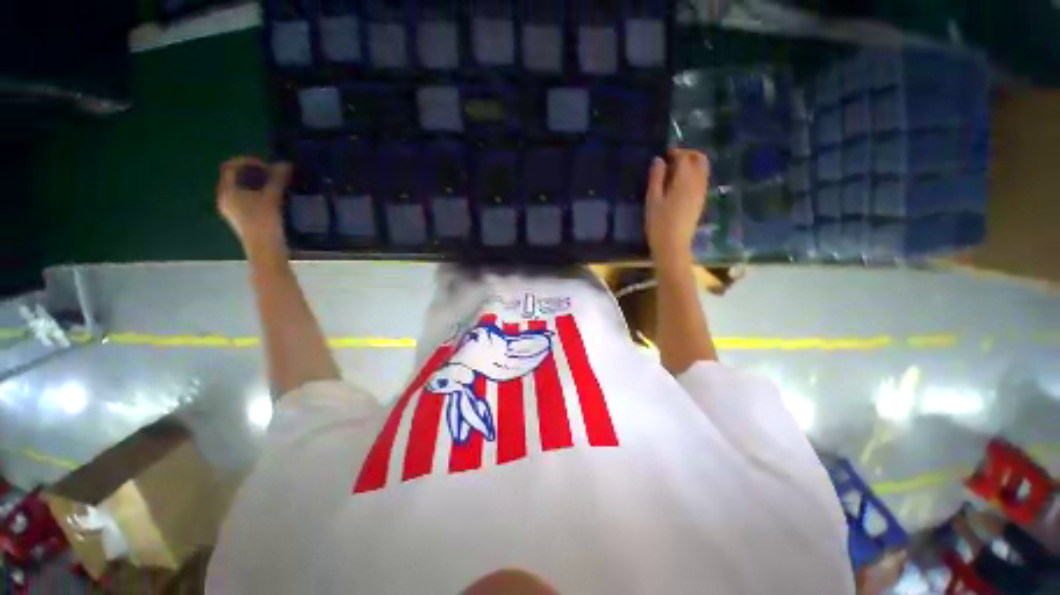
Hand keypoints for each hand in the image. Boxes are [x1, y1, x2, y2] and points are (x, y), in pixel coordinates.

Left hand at [216, 157, 291, 258]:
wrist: (266, 252)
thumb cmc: (265, 224)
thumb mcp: (272, 199)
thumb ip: (278, 180)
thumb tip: (286, 163)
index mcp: (226, 192)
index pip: (231, 167)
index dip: (248, 161)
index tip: (267, 165)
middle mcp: (225, 198)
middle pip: (236, 177)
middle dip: (254, 172)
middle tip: (274, 174)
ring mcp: (233, 210)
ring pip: (242, 188)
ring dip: (258, 183)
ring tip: (276, 185)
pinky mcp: (243, 218)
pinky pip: (247, 198)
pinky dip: (258, 193)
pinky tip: (274, 198)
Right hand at [645, 149, 708, 268]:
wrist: (673, 245)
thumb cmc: (659, 223)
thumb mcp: (652, 200)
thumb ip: (656, 178)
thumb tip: (659, 160)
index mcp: (684, 181)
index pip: (685, 157)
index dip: (675, 152)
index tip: (664, 155)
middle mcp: (697, 183)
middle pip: (700, 160)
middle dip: (688, 155)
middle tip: (673, 160)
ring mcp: (701, 193)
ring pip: (703, 170)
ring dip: (692, 165)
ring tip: (674, 173)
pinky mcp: (701, 202)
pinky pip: (702, 180)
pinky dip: (693, 176)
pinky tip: (679, 186)